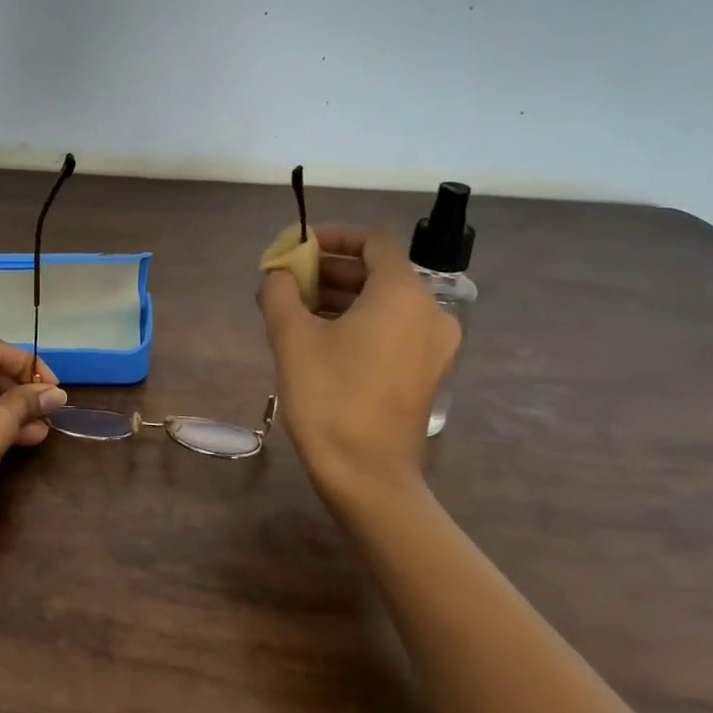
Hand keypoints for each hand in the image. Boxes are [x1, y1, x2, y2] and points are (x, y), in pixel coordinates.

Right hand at [257, 225, 460, 515]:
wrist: (368, 476)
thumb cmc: (329, 397)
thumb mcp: (291, 337)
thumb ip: (280, 292)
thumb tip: (278, 275)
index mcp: (402, 294)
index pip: (374, 241)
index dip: (333, 236)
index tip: (298, 248)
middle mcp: (429, 312)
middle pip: (379, 271)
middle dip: (331, 270)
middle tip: (289, 280)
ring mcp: (434, 345)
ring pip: (385, 302)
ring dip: (342, 296)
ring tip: (296, 308)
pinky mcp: (427, 372)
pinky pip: (393, 328)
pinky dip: (360, 321)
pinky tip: (321, 338)